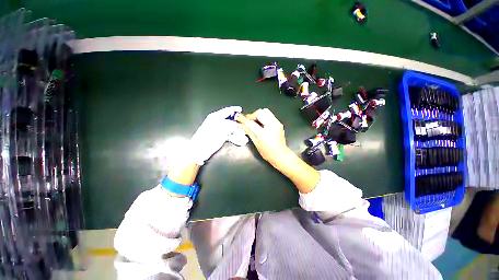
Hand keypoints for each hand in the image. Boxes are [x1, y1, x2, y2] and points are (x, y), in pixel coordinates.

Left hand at [189, 106, 247, 165]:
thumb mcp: (221, 129)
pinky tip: (240, 141)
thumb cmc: (208, 138)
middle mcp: (217, 122)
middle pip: (231, 121)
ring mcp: (218, 130)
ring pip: (231, 129)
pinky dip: (235, 138)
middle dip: (239, 124)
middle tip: (245, 127)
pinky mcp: (219, 137)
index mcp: (215, 117)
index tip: (241, 110)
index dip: (234, 110)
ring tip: (244, 138)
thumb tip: (238, 124)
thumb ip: (230, 125)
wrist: (200, 150)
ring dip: (238, 133)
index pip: (226, 111)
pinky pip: (229, 136)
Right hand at [238, 108, 319, 192]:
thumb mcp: (256, 143)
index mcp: (264, 133)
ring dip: (258, 116)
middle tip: (249, 122)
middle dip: (253, 115)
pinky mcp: (279, 123)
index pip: (251, 122)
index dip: (244, 119)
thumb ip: (249, 132)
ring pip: (266, 112)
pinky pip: (269, 116)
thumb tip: (241, 125)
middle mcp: (271, 125)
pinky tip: (262, 125)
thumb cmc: (267, 152)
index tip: (238, 117)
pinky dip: (263, 118)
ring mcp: (277, 123)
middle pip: (261, 112)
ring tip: (255, 123)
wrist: (281, 155)